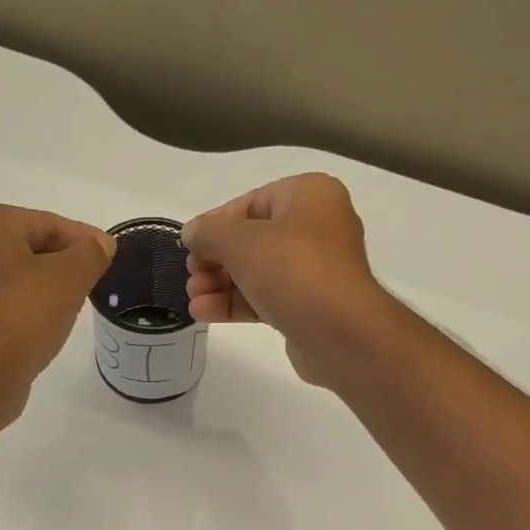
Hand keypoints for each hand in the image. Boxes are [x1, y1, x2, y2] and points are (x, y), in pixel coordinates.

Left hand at [0, 205, 114, 415]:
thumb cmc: (23, 316)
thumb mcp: (70, 278)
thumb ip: (90, 254)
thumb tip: (101, 244)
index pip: (46, 222)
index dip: (83, 238)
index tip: (108, 254)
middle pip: (27, 246)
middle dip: (62, 261)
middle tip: (92, 280)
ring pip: (13, 275)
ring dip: (43, 285)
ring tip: (72, 303)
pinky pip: (0, 301)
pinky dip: (24, 306)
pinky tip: (44, 323)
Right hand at [182, 174, 398, 387]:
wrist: (340, 333)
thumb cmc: (294, 271)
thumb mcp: (241, 242)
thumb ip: (209, 233)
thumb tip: (191, 232)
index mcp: (309, 196)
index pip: (250, 203)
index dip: (216, 225)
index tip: (189, 248)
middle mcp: (316, 228)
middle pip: (252, 240)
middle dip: (216, 260)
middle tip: (191, 277)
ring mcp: (314, 271)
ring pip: (257, 272)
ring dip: (221, 285)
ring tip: (192, 299)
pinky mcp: (308, 307)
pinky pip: (266, 298)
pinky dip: (236, 304)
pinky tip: (205, 313)